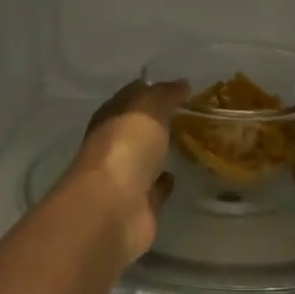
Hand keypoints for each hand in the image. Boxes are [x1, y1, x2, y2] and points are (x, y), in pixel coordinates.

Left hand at [65, 79, 188, 263]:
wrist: (113, 209)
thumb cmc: (125, 149)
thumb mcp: (146, 110)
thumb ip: (163, 95)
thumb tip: (181, 84)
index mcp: (108, 120)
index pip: (128, 99)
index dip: (149, 91)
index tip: (176, 88)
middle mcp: (112, 148)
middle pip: (135, 130)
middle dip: (155, 123)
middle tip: (186, 114)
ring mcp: (124, 180)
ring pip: (144, 161)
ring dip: (159, 153)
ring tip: (186, 143)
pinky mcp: (138, 208)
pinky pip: (153, 191)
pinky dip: (162, 184)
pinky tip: (176, 176)